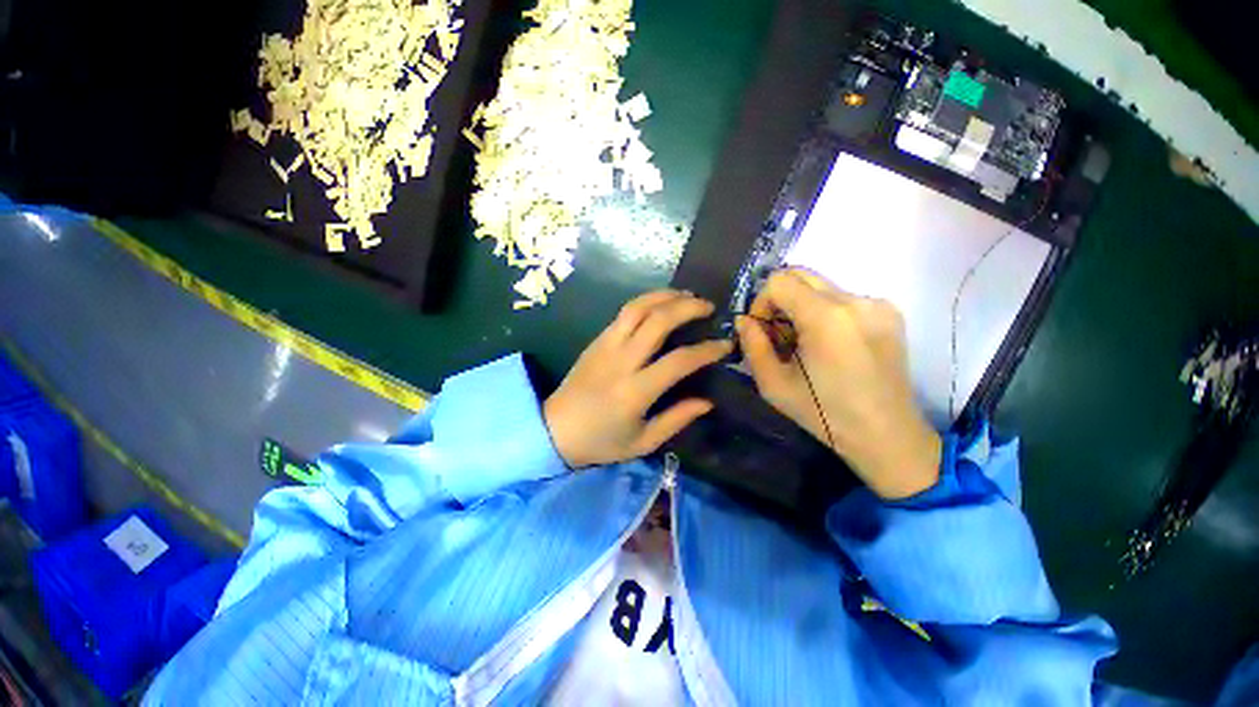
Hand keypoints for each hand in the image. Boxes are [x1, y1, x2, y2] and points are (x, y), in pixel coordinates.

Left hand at [544, 290, 732, 468]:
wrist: (554, 429)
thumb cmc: (601, 441)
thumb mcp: (643, 442)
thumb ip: (677, 419)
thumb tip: (707, 401)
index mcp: (636, 391)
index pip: (679, 360)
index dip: (707, 350)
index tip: (725, 345)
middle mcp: (622, 360)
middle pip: (658, 321)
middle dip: (688, 307)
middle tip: (709, 307)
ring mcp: (606, 345)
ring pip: (638, 307)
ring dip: (665, 296)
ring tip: (687, 295)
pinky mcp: (597, 339)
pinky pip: (624, 312)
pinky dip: (646, 301)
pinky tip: (660, 303)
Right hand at [736, 269, 941, 499]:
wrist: (886, 434)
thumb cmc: (824, 413)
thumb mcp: (773, 385)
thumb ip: (752, 345)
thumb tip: (744, 320)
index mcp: (826, 318)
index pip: (779, 281)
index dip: (761, 301)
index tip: (763, 330)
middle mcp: (855, 300)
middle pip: (801, 275)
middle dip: (780, 299)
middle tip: (779, 333)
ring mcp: (877, 304)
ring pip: (821, 287)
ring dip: (802, 307)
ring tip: (805, 343)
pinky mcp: (890, 312)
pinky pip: (843, 298)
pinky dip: (825, 313)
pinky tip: (830, 345)